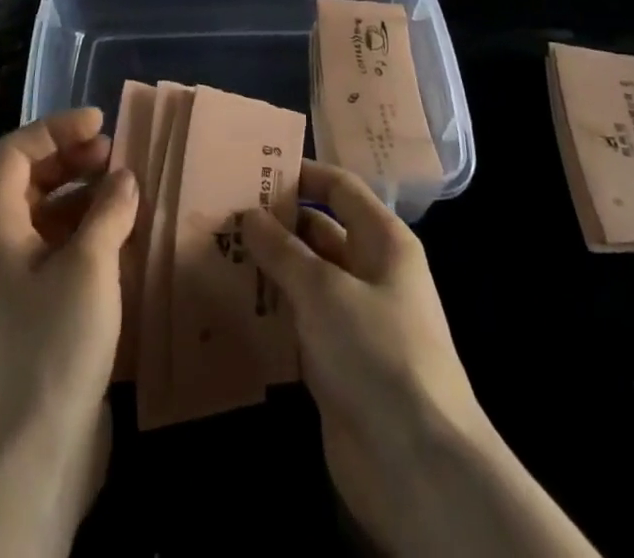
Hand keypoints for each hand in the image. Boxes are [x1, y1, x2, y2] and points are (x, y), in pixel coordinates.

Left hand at [0, 109, 136, 557]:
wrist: (36, 450)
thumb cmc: (55, 342)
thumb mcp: (89, 265)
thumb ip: (109, 209)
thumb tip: (124, 177)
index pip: (16, 151)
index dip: (55, 128)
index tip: (101, 123)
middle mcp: (0, 244)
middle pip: (31, 178)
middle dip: (73, 158)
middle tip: (118, 154)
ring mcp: (18, 278)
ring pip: (50, 214)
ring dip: (87, 195)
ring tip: (130, 192)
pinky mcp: (39, 307)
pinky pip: (62, 248)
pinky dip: (91, 231)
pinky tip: (126, 237)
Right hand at [244, 162, 486, 539]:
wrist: (417, 465)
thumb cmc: (376, 353)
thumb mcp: (323, 289)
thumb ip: (282, 249)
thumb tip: (249, 214)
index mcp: (383, 241)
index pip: (340, 188)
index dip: (301, 174)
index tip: (253, 168)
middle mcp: (371, 272)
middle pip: (319, 231)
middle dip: (274, 222)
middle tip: (221, 212)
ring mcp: (354, 318)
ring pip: (305, 277)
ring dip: (267, 268)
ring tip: (216, 251)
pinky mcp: (337, 360)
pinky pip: (299, 321)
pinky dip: (270, 311)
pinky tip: (229, 304)